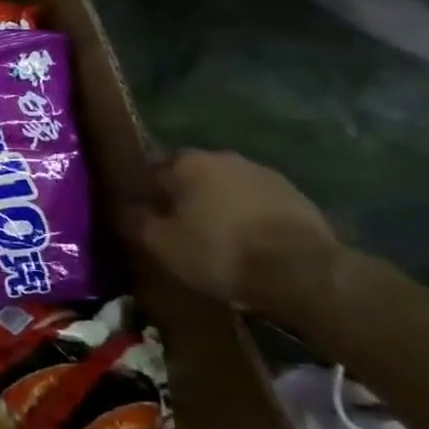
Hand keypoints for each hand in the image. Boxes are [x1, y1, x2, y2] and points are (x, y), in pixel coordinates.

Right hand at [120, 151, 337, 315]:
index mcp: (190, 162)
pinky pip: (259, 206)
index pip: (156, 170)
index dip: (148, 195)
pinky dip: (250, 220)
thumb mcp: (163, 244)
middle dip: (186, 199)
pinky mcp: (298, 198)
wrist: (302, 271)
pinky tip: (249, 247)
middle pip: (195, 178)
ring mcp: (266, 175)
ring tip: (217, 241)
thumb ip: (138, 223)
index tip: (147, 218)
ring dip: (220, 208)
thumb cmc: (220, 250)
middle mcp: (227, 158)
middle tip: (180, 230)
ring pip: (229, 190)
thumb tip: (126, 211)